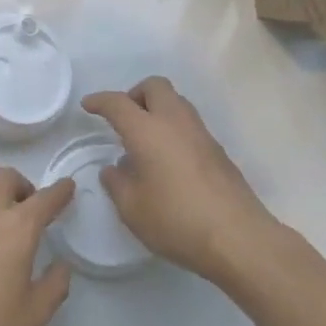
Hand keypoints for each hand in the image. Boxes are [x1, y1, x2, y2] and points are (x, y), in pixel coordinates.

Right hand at [81, 77, 282, 283]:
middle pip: (155, 87)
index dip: (100, 101)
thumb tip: (115, 169)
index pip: (118, 103)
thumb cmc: (176, 220)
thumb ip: (117, 183)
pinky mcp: (218, 151)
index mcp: (147, 131)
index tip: (88, 105)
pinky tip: (167, 160)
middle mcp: (175, 122)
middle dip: (135, 95)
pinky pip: (189, 125)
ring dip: (157, 110)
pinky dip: (173, 129)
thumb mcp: (132, 208)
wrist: (237, 238)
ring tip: (145, 141)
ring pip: (176, 102)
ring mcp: (201, 134)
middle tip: (123, 120)